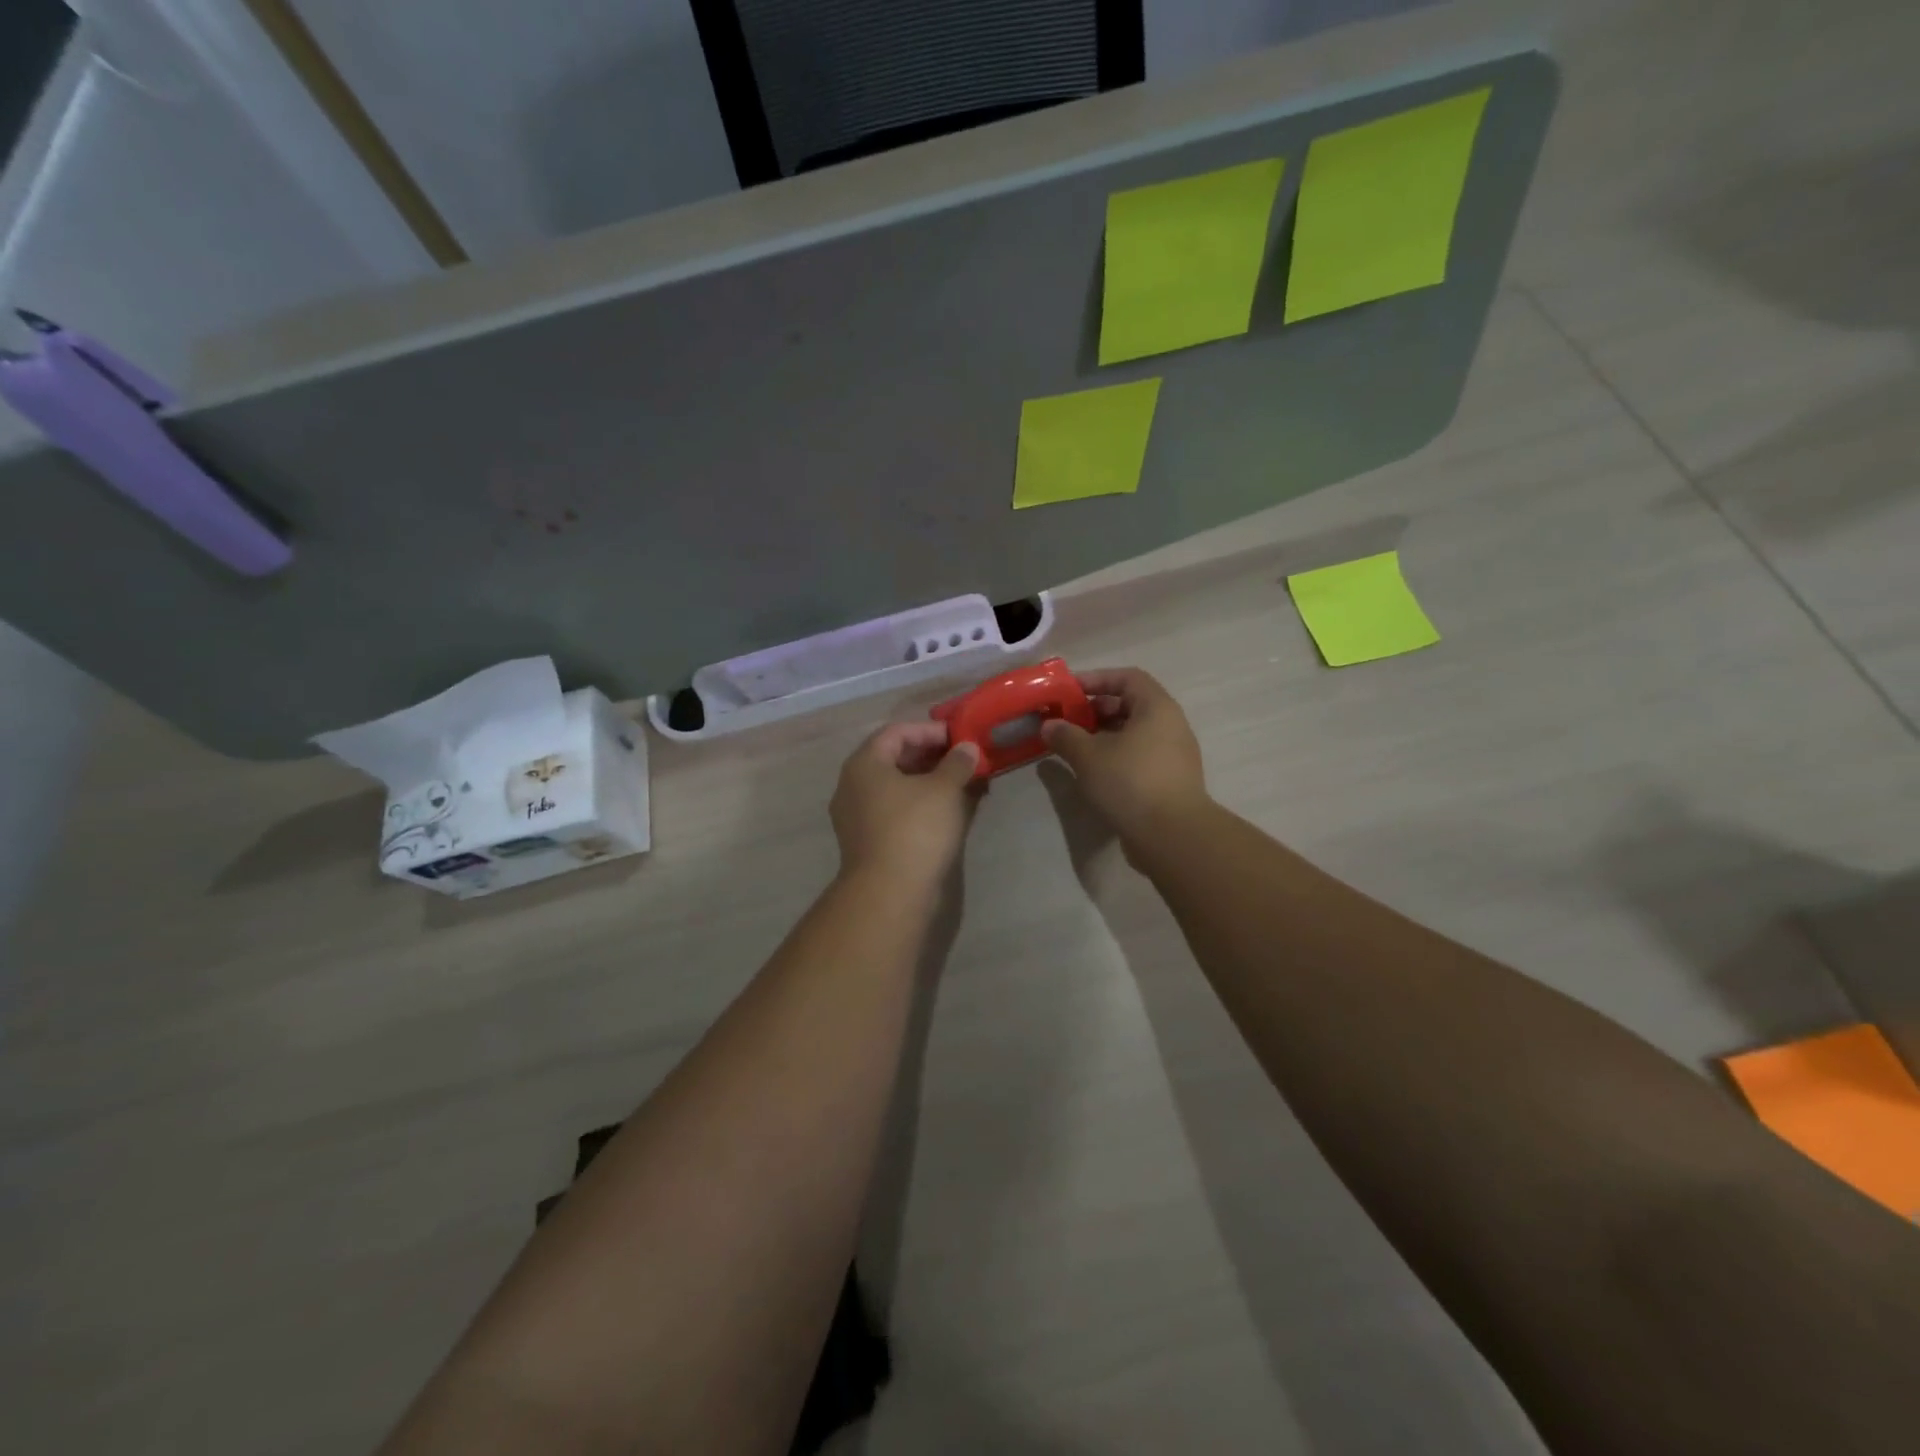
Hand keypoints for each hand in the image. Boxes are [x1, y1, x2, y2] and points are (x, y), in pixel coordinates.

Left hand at [830, 722, 981, 892]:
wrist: (890, 893)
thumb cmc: (915, 829)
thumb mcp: (944, 789)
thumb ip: (957, 763)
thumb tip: (967, 748)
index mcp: (864, 764)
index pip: (897, 732)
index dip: (930, 731)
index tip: (960, 738)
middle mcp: (853, 785)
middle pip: (894, 759)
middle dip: (932, 757)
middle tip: (964, 761)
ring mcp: (857, 816)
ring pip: (896, 787)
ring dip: (929, 782)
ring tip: (963, 785)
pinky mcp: (868, 842)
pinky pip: (896, 811)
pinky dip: (921, 805)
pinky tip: (948, 812)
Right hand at [1041, 668, 1209, 848]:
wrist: (1172, 836)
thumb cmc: (1130, 782)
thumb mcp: (1088, 756)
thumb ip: (1065, 736)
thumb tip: (1049, 726)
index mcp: (1157, 708)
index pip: (1127, 677)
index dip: (1096, 679)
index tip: (1068, 692)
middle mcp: (1171, 725)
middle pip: (1130, 705)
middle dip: (1096, 710)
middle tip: (1067, 722)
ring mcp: (1174, 755)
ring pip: (1134, 734)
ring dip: (1103, 736)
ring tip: (1075, 749)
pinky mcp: (1170, 781)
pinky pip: (1139, 757)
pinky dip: (1116, 757)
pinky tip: (1094, 774)